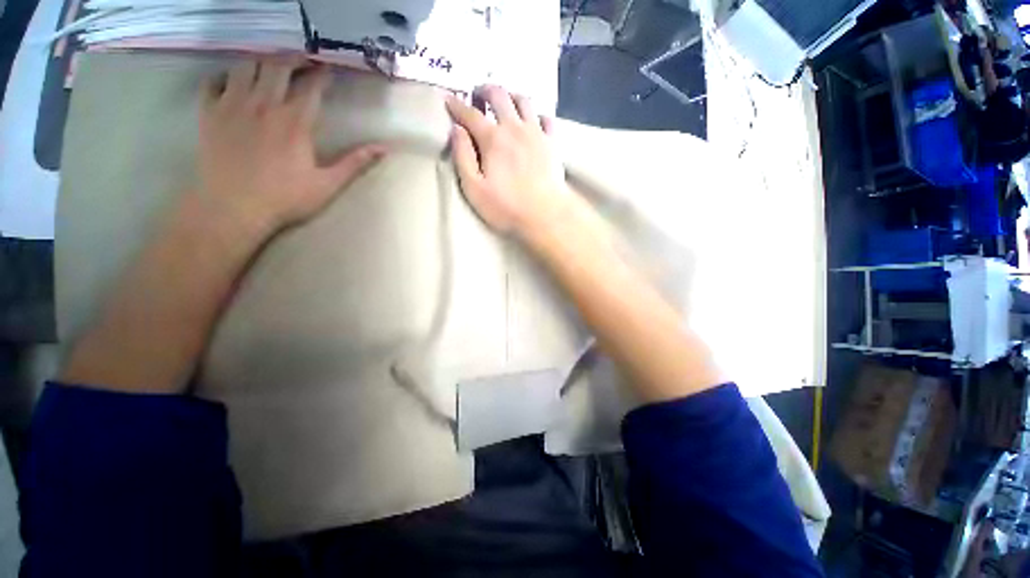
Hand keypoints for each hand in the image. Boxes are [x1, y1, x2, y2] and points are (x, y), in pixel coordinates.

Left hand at [197, 59, 385, 234]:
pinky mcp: (209, 112)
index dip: (322, 73)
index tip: (329, 69)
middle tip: (303, 61)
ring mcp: (232, 104)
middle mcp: (263, 104)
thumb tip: (384, 148)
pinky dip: (226, 76)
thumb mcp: (328, 184)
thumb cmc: (285, 198)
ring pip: (246, 66)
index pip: (311, 85)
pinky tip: (235, 84)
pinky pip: (214, 81)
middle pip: (277, 65)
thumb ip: (355, 163)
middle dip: (293, 58)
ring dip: (262, 62)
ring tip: (271, 67)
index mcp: (295, 121)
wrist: (232, 208)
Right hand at [446, 86, 570, 236]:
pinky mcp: (552, 142)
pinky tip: (533, 121)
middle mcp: (514, 128)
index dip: (457, 105)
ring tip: (505, 103)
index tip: (448, 100)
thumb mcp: (474, 189)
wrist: (545, 215)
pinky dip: (537, 114)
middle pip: (499, 95)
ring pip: (524, 100)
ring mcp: (536, 133)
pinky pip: (546, 117)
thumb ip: (463, 157)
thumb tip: (456, 130)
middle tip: (478, 96)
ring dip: (511, 96)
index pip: (470, 114)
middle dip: (485, 90)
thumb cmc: (507, 207)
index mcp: (492, 139)